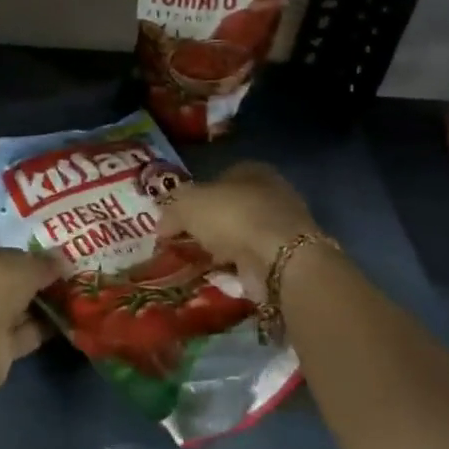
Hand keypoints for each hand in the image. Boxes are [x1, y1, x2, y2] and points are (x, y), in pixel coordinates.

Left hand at [0, 242, 62, 390]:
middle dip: (30, 284)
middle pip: (2, 284)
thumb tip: (62, 261)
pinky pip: (18, 335)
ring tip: (71, 301)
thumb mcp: (25, 264)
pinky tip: (65, 323)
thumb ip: (44, 263)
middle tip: (63, 280)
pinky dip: (39, 330)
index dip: (19, 255)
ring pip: (11, 311)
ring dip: (37, 308)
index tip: (46, 259)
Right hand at [157, 162, 323, 277]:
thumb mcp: (188, 204)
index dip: (195, 197)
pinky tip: (218, 278)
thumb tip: (161, 225)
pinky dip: (236, 270)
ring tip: (197, 264)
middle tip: (184, 243)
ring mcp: (281, 227)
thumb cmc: (233, 216)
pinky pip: (252, 262)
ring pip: (241, 236)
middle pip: (229, 209)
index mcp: (250, 170)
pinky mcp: (287, 258)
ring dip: (222, 250)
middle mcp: (270, 193)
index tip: (177, 219)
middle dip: (208, 226)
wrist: (279, 257)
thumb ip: (171, 210)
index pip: (217, 179)